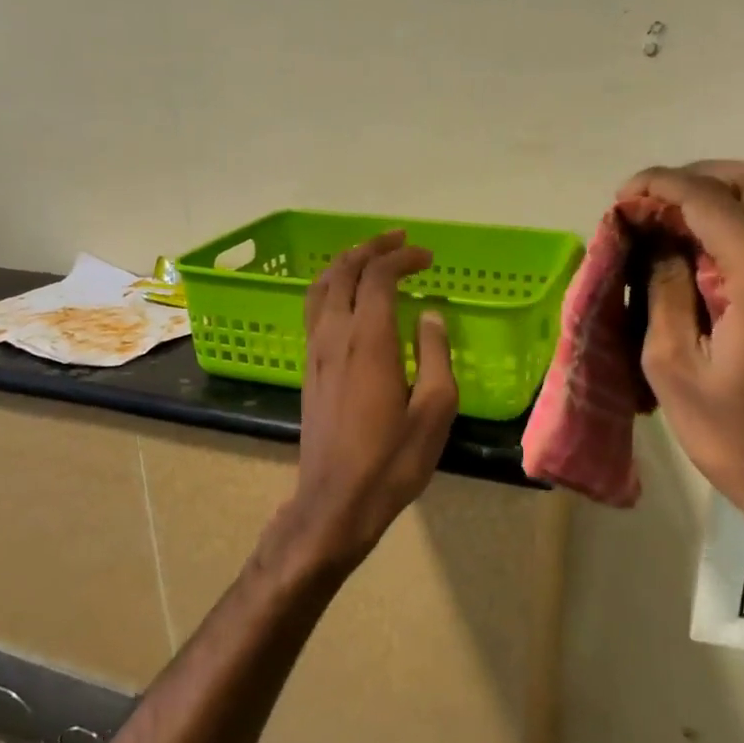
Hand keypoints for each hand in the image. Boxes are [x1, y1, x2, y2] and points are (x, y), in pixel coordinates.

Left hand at [266, 231, 457, 580]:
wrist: (335, 502)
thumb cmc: (392, 461)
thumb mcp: (434, 411)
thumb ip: (436, 355)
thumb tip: (430, 316)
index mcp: (369, 341)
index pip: (379, 277)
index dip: (402, 258)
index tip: (427, 258)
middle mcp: (335, 336)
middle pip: (343, 272)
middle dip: (370, 248)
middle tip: (398, 240)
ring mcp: (315, 352)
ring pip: (320, 288)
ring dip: (345, 264)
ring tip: (370, 256)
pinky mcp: (308, 370)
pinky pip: (314, 310)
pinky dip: (331, 288)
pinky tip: (346, 298)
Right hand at [621, 160, 743, 542]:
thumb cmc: (737, 439)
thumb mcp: (674, 367)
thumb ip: (664, 289)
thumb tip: (657, 241)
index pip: (709, 201)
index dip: (659, 187)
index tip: (624, 197)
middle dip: (697, 179)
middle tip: (654, 202)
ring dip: (728, 198)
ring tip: (680, 222)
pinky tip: (721, 252)